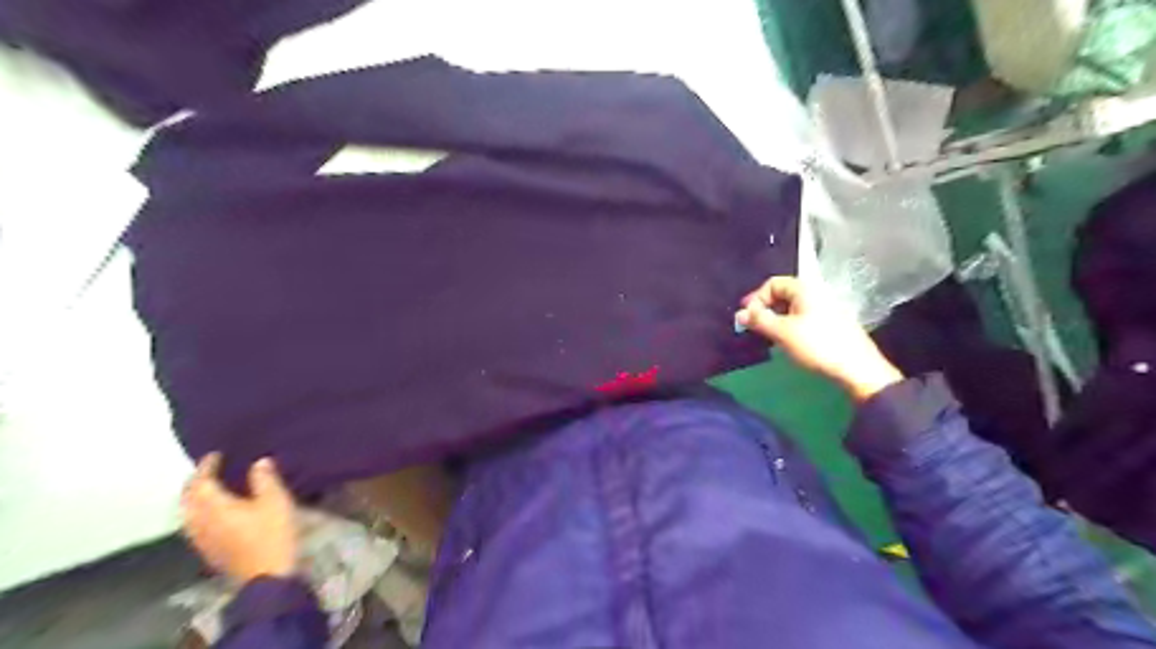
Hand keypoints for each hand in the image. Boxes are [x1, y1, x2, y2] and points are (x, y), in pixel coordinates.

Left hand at [180, 452, 296, 582]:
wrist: (266, 575)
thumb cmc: (271, 534)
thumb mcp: (275, 501)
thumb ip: (265, 479)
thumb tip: (258, 462)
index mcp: (214, 506)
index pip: (201, 482)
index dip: (206, 466)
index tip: (215, 454)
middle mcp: (200, 521)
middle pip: (188, 498)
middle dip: (195, 482)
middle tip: (208, 469)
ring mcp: (201, 538)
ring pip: (188, 512)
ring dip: (194, 497)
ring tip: (209, 487)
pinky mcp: (208, 549)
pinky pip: (194, 524)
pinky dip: (199, 511)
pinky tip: (213, 511)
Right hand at [734, 277, 906, 403]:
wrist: (856, 369)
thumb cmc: (818, 345)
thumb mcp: (783, 332)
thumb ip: (759, 320)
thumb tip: (739, 314)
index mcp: (805, 289)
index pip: (772, 283)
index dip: (756, 298)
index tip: (746, 317)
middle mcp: (815, 294)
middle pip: (782, 294)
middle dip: (764, 308)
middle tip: (753, 327)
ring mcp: (824, 309)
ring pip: (791, 308)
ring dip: (774, 319)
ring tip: (766, 336)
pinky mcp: (828, 324)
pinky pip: (801, 318)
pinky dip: (787, 325)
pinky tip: (784, 341)